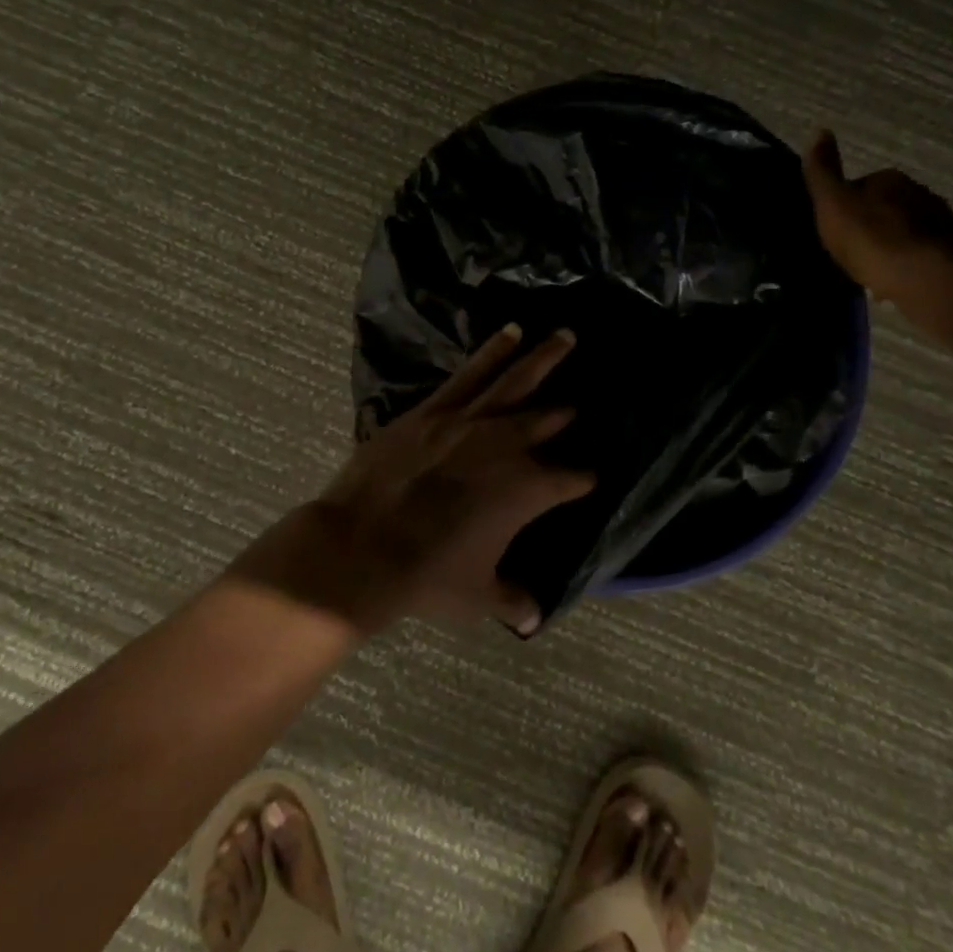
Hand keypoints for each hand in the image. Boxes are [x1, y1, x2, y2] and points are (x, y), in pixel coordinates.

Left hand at [279, 325, 593, 636]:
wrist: (362, 546)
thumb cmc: (426, 576)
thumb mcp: (476, 595)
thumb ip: (511, 600)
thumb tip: (534, 618)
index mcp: (526, 490)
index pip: (569, 480)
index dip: (582, 479)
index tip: (590, 478)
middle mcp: (505, 447)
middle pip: (547, 420)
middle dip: (567, 411)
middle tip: (582, 401)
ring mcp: (468, 422)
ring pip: (514, 382)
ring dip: (543, 358)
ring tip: (564, 335)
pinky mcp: (433, 410)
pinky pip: (470, 375)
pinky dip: (492, 353)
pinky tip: (509, 334)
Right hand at [801, 129, 952, 305]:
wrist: (925, 277)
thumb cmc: (872, 239)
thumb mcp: (833, 203)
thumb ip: (823, 172)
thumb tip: (820, 131)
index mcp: (889, 179)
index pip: (861, 185)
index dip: (845, 205)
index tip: (834, 227)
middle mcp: (919, 192)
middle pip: (885, 206)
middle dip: (870, 224)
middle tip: (850, 249)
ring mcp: (939, 222)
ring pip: (904, 230)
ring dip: (889, 244)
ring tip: (871, 268)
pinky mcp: (951, 251)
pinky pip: (918, 252)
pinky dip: (905, 262)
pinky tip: (893, 280)